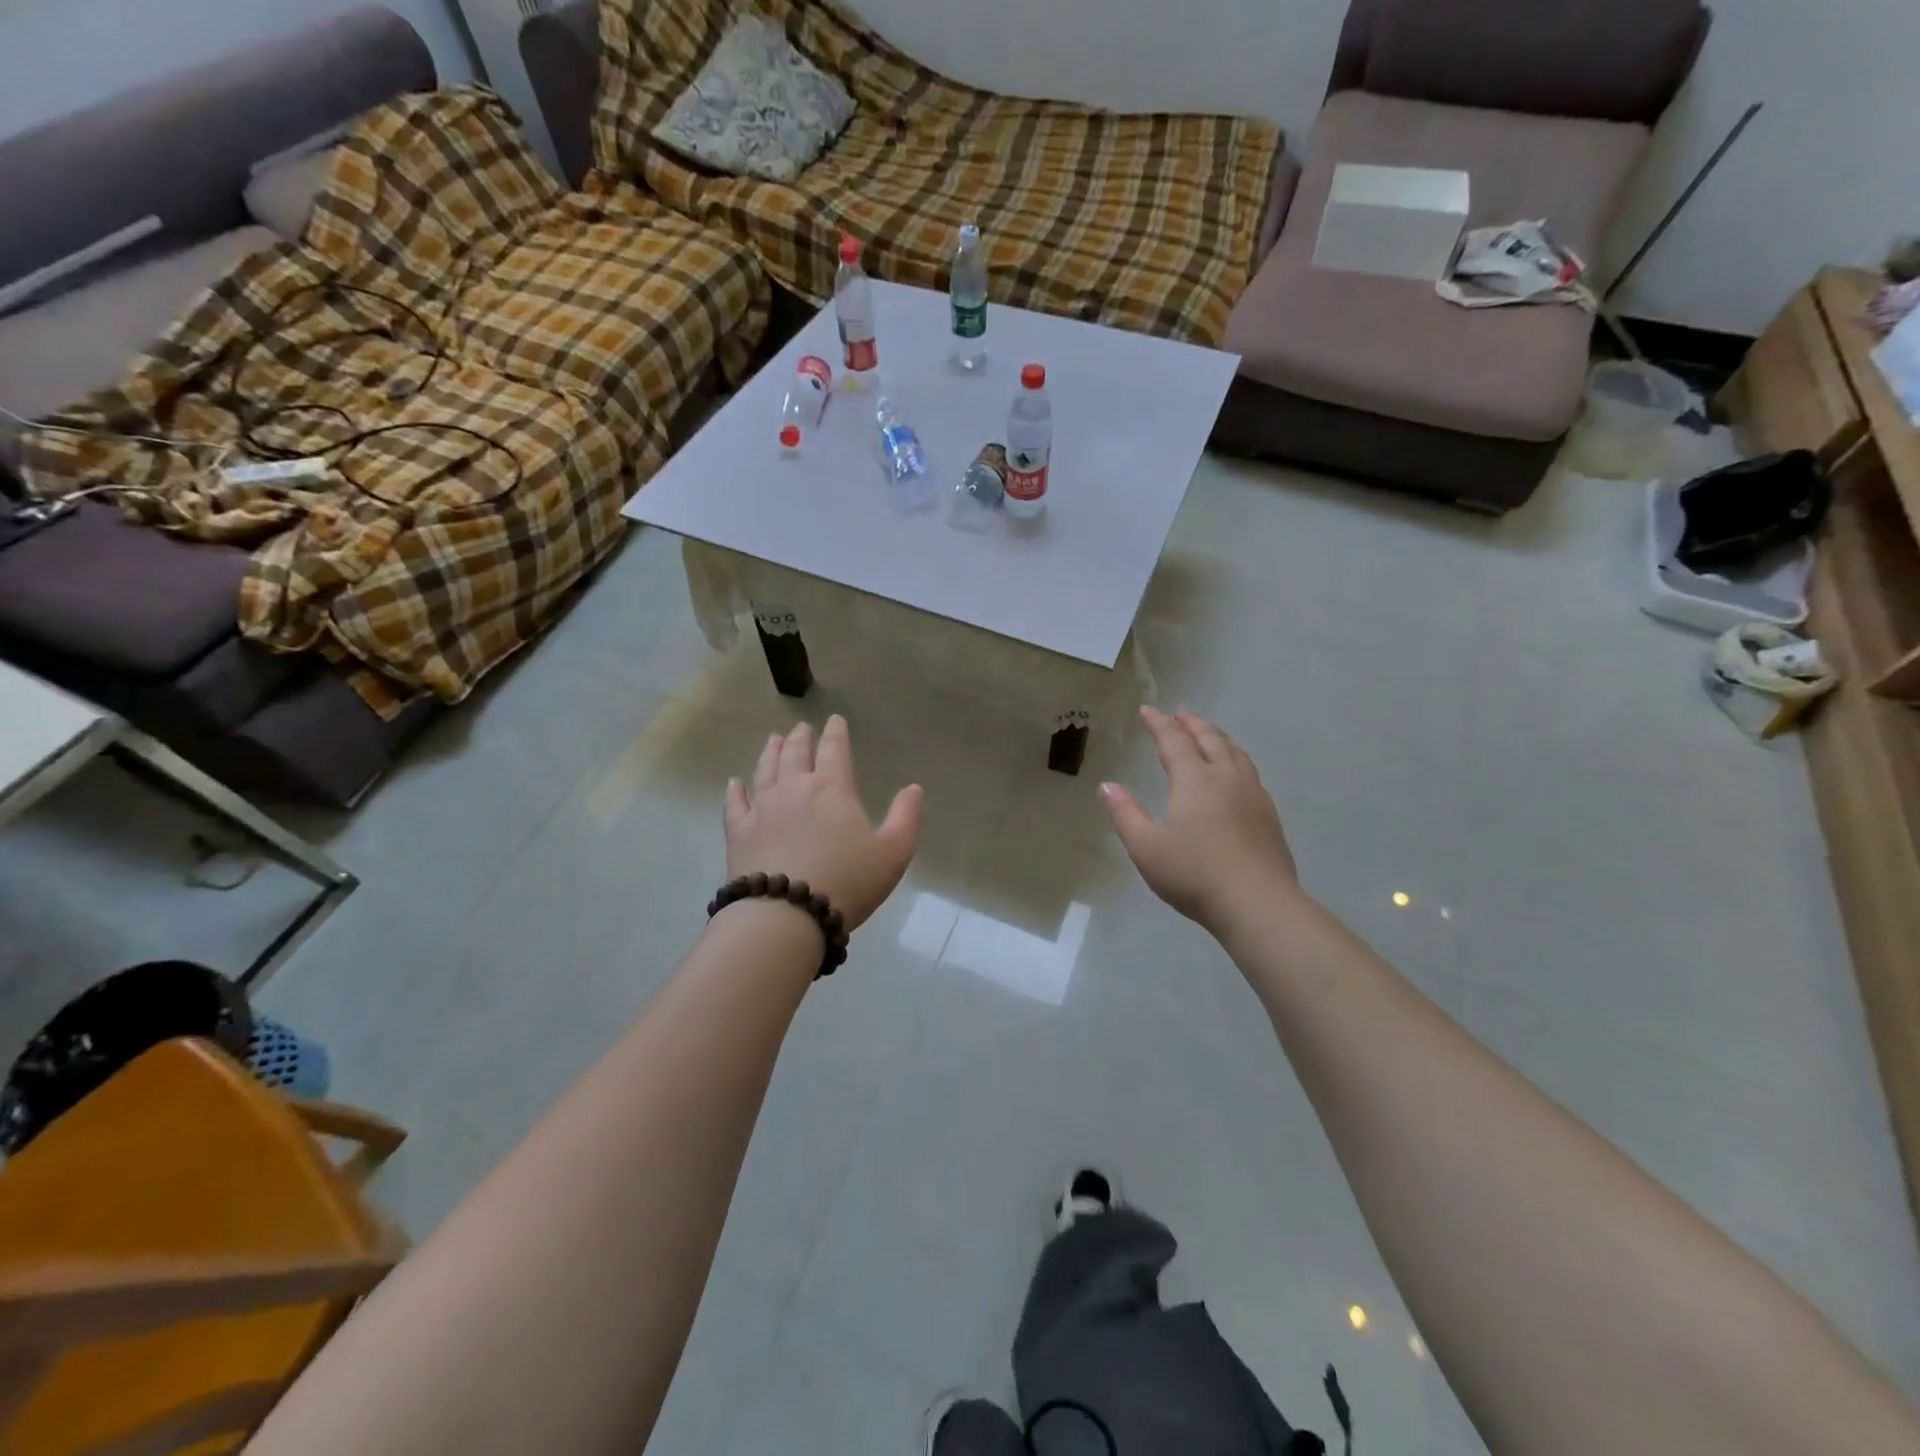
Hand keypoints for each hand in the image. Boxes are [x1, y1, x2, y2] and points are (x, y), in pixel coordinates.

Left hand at [724, 715, 921, 931]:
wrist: (786, 914)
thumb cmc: (847, 881)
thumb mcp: (893, 852)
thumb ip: (905, 817)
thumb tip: (913, 788)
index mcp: (833, 788)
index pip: (835, 749)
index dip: (836, 732)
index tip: (835, 720)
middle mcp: (794, 788)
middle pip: (796, 754)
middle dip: (801, 738)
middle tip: (801, 728)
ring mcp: (762, 808)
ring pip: (765, 770)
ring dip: (771, 752)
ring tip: (774, 740)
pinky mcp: (738, 832)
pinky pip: (734, 803)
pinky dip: (735, 789)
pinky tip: (735, 782)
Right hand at [1100, 707, 1297, 930]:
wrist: (1258, 904)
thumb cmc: (1194, 874)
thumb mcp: (1146, 848)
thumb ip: (1125, 814)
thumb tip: (1107, 786)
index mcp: (1195, 780)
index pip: (1174, 741)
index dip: (1159, 724)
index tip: (1147, 710)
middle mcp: (1226, 778)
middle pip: (1210, 739)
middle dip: (1192, 724)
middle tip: (1180, 714)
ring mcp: (1253, 795)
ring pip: (1235, 753)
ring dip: (1217, 737)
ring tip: (1208, 734)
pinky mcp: (1268, 815)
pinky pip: (1249, 771)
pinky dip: (1235, 758)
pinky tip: (1234, 773)